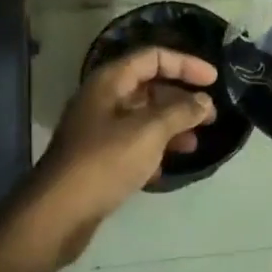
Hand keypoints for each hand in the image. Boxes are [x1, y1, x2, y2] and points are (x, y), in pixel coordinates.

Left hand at [28, 47, 217, 263]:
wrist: (58, 213)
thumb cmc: (105, 162)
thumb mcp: (149, 132)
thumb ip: (180, 112)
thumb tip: (204, 101)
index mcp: (110, 81)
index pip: (153, 57)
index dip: (186, 64)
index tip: (214, 80)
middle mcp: (102, 99)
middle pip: (148, 86)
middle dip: (181, 99)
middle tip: (210, 117)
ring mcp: (97, 129)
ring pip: (142, 117)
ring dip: (170, 126)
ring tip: (194, 145)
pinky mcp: (97, 158)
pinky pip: (132, 143)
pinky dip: (153, 150)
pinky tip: (165, 168)